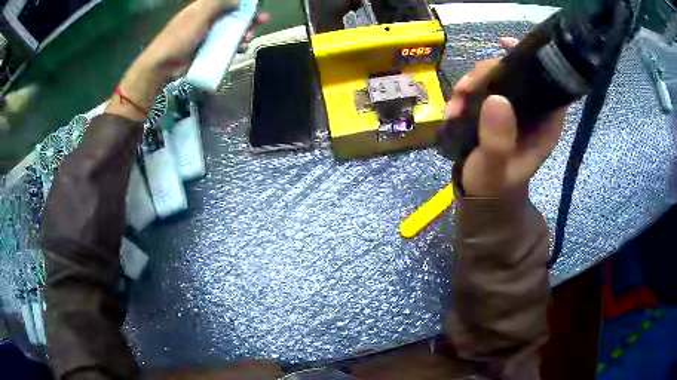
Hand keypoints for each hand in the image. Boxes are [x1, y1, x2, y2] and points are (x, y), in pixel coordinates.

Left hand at [107, 0, 268, 120]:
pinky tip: (242, 50)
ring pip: (232, 32)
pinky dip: (236, 47)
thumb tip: (237, 1)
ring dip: (244, 34)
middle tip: (262, 21)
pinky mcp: (208, 50)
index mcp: (205, 8)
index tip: (256, 5)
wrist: (163, 65)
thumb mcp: (199, 15)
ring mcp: (208, 36)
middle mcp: (209, 20)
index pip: (228, 1)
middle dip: (249, 18)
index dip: (242, 3)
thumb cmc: (179, 36)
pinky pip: (226, 46)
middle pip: (234, 16)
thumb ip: (218, 4)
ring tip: (248, 39)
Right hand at [445, 38, 566, 196]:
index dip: (530, 60)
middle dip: (488, 74)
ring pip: (497, 78)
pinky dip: (466, 93)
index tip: (505, 46)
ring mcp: (514, 109)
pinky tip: (453, 107)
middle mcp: (533, 111)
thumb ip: (497, 140)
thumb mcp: (495, 168)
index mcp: (545, 124)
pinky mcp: (497, 110)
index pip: (546, 83)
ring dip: (472, 84)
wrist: (481, 196)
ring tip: (455, 103)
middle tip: (465, 89)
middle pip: (516, 73)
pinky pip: (483, 89)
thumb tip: (495, 98)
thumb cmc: (493, 186)